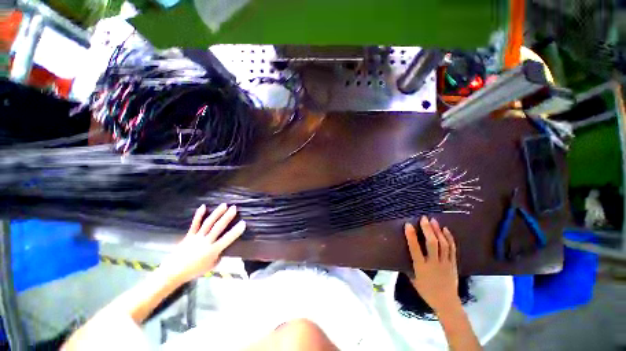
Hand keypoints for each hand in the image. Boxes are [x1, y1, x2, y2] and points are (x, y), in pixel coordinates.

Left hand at [159, 204, 245, 283]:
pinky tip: (203, 206)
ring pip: (208, 223)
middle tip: (234, 208)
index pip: (227, 239)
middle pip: (218, 227)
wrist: (173, 272)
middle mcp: (206, 242)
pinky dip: (199, 215)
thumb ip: (219, 256)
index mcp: (213, 250)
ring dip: (217, 213)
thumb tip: (224, 248)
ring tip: (224, 205)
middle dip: (227, 217)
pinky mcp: (189, 235)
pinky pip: (195, 224)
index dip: (236, 231)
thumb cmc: (194, 271)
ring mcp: (197, 237)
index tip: (243, 223)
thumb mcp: (211, 266)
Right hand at [405, 216, 459, 313]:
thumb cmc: (426, 291)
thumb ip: (408, 266)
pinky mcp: (453, 263)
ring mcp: (445, 263)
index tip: (408, 225)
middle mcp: (433, 263)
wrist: (446, 302)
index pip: (415, 249)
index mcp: (421, 267)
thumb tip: (402, 254)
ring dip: (438, 231)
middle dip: (427, 229)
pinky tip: (446, 229)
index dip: (411, 236)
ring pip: (443, 244)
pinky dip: (449, 238)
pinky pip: (452, 249)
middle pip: (432, 243)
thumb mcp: (413, 279)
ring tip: (433, 220)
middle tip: (424, 218)